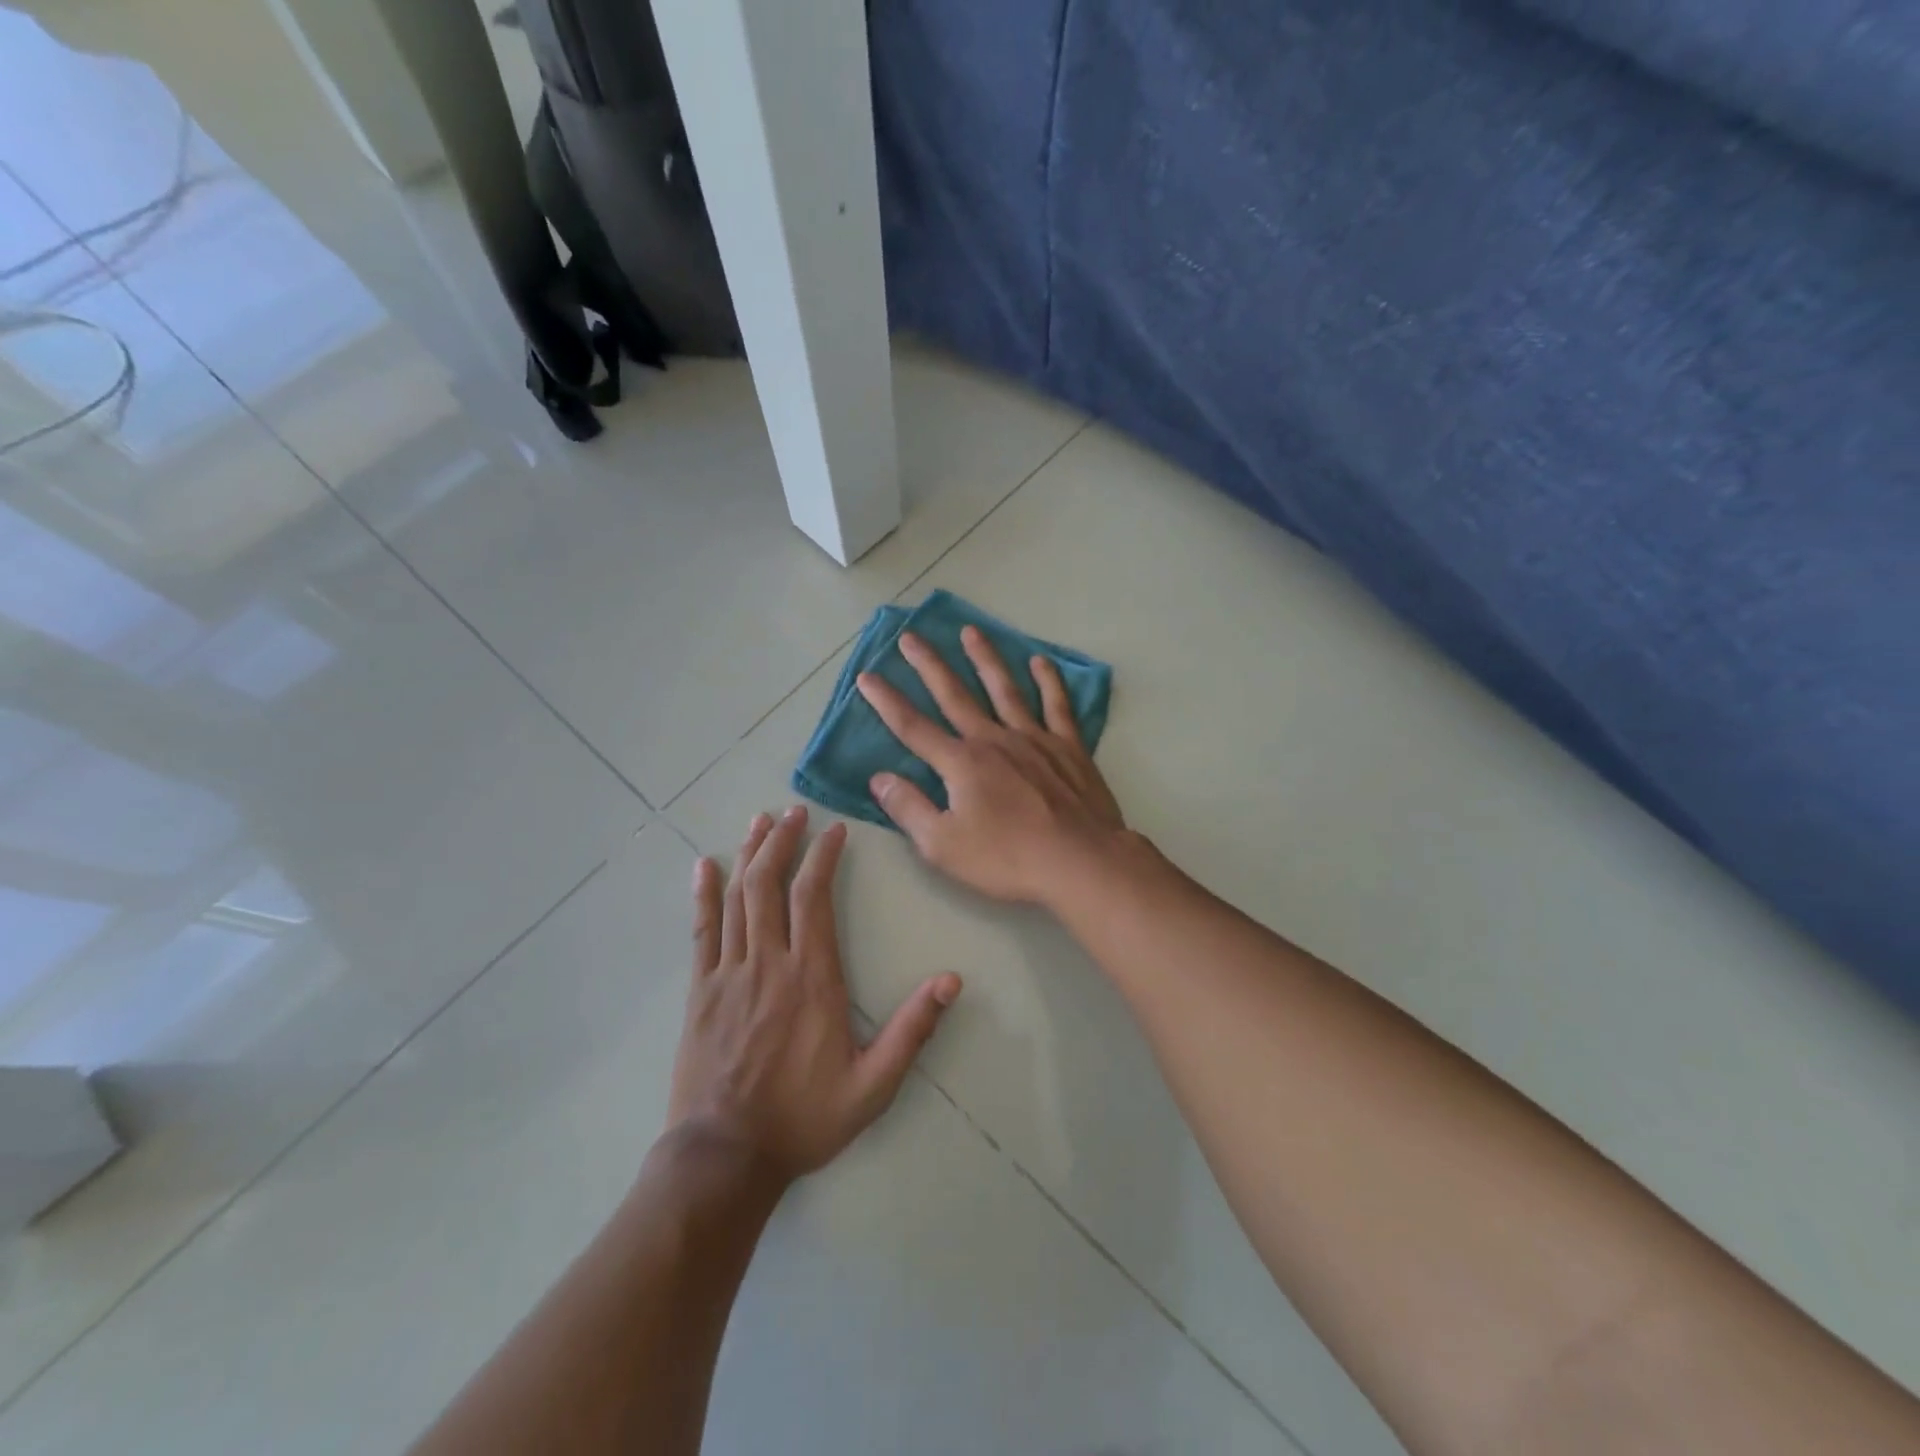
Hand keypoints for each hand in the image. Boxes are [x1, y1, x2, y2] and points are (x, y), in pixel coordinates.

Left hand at [668, 806, 961, 1180]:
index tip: (833, 829)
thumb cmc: (804, 1118)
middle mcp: (768, 964)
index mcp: (812, 979)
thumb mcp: (873, 1085)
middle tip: (793, 811)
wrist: (725, 1158)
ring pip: (737, 898)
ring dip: (748, 855)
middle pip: (770, 884)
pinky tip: (704, 865)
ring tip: (759, 822)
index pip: (814, 898)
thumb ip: (912, 1030)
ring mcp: (728, 974)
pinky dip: (703, 894)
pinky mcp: (700, 991)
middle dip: (782, 841)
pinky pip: (701, 930)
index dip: (822, 856)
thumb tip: (951, 981)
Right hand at [856, 626, 1126, 906]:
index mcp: (961, 763)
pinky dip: (1048, 681)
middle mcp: (993, 739)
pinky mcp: (1068, 747)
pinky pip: (1056, 705)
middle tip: (910, 636)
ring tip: (970, 631)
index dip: (886, 702)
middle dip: (929, 665)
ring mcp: (1034, 738)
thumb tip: (879, 778)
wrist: (1080, 861)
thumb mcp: (943, 845)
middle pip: (955, 695)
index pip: (913, 727)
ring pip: (1004, 689)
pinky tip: (1039, 662)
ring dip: (985, 659)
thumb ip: (908, 809)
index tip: (867, 676)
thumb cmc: (1007, 858)